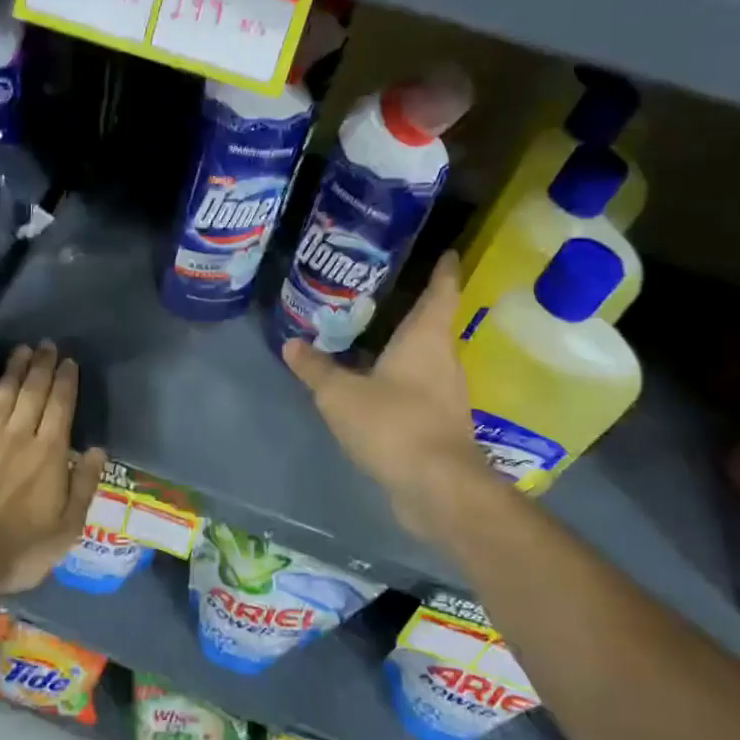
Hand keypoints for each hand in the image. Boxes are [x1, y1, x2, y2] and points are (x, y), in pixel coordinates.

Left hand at [0, 342, 107, 597]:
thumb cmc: (17, 552)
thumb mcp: (66, 529)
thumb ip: (83, 486)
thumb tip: (96, 449)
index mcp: (48, 455)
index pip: (61, 407)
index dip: (66, 382)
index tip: (69, 361)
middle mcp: (18, 438)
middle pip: (32, 393)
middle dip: (42, 367)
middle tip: (46, 345)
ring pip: (3, 395)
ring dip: (15, 371)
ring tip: (22, 351)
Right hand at [282, 253, 500, 540]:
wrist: (437, 488)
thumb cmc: (393, 423)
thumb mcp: (341, 394)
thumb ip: (316, 369)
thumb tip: (291, 344)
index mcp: (426, 338)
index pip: (441, 291)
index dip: (444, 269)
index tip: (447, 251)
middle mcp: (443, 360)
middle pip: (432, 324)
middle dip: (412, 308)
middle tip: (381, 293)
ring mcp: (446, 394)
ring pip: (425, 359)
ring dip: (404, 348)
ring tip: (370, 337)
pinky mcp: (440, 424)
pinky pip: (418, 389)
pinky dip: (400, 381)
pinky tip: (374, 386)